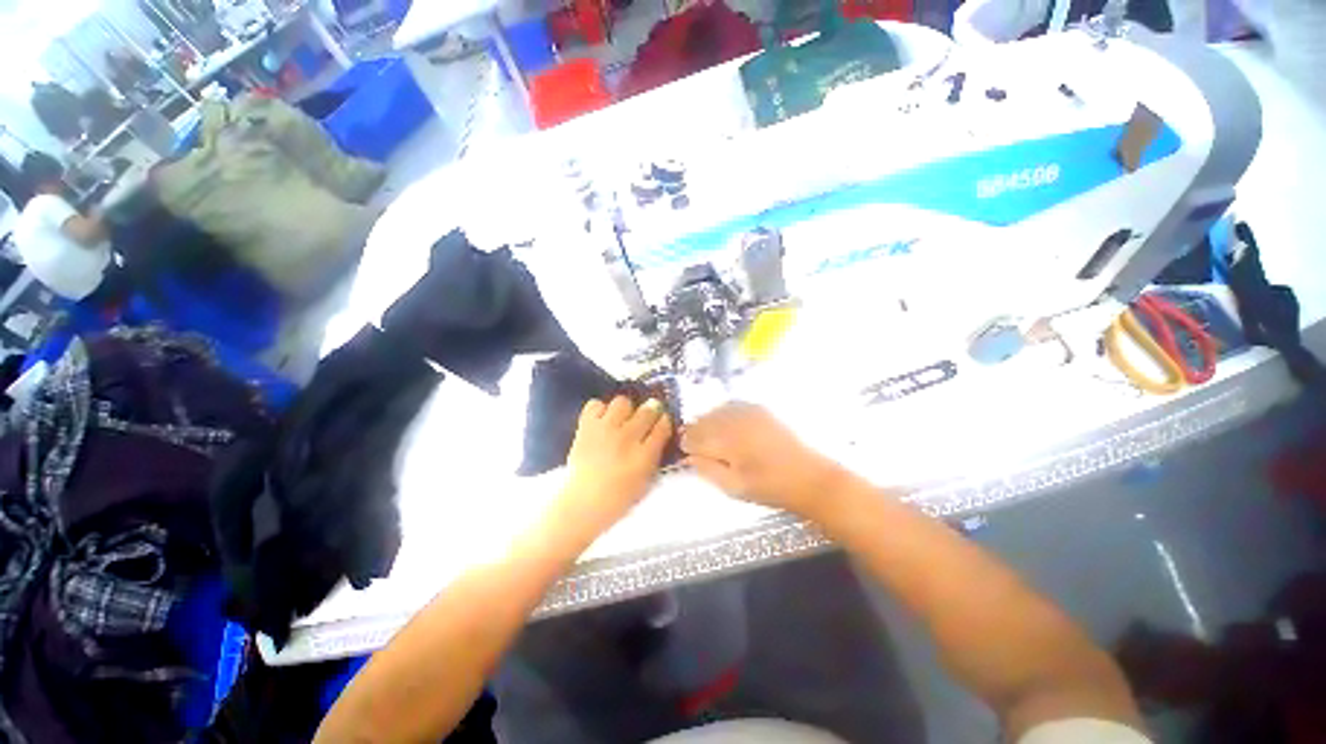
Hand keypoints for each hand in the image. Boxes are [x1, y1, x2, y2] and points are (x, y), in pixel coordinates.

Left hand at [559, 396, 672, 533]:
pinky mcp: (586, 427)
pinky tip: (602, 421)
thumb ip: (655, 455)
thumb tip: (658, 435)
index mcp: (644, 455)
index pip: (663, 426)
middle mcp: (627, 438)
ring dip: (625, 409)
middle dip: (651, 410)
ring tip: (622, 419)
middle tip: (647, 416)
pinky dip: (600, 410)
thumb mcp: (646, 480)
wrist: (583, 502)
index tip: (663, 420)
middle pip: (646, 411)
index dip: (665, 421)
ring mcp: (605, 430)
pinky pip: (595, 405)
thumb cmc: (619, 497)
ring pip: (622, 402)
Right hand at [681, 403, 842, 517]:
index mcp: (728, 441)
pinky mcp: (759, 409)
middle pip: (702, 420)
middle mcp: (735, 420)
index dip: (686, 445)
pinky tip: (725, 426)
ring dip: (707, 423)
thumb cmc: (770, 488)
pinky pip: (731, 405)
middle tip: (695, 447)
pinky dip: (722, 414)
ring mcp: (748, 411)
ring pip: (715, 411)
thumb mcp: (734, 488)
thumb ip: (707, 470)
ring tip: (709, 438)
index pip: (694, 437)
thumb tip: (688, 456)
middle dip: (695, 433)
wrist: (808, 478)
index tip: (686, 453)